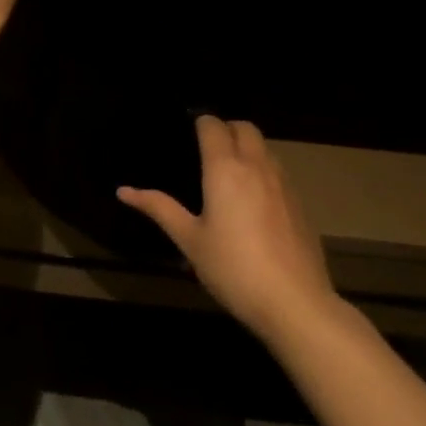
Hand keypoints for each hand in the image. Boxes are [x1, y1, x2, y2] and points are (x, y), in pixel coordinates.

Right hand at [119, 116, 340, 341]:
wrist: (295, 303)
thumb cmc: (233, 268)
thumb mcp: (189, 240)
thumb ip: (159, 208)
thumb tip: (123, 190)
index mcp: (225, 169)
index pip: (213, 126)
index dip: (200, 122)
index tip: (188, 132)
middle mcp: (257, 167)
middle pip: (245, 127)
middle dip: (226, 128)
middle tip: (208, 147)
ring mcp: (284, 184)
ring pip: (266, 148)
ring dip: (248, 147)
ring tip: (229, 171)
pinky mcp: (301, 205)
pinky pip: (280, 172)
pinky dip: (264, 170)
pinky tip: (254, 200)